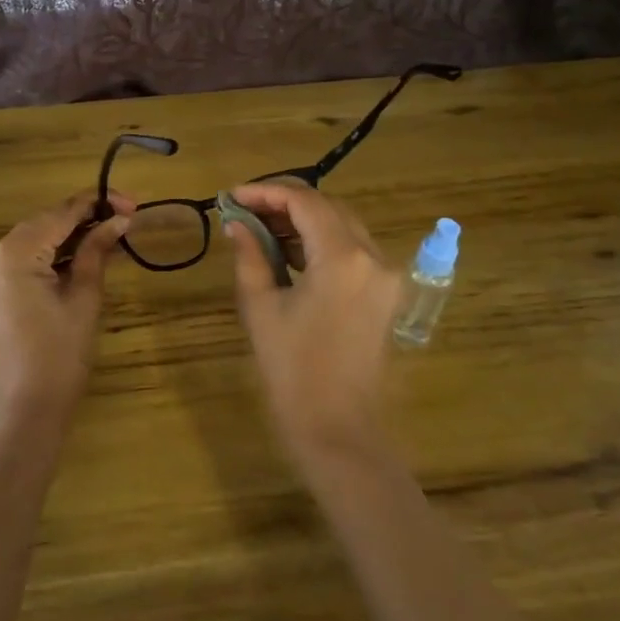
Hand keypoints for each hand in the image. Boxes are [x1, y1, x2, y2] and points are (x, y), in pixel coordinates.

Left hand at [0, 191, 133, 436]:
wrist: (30, 406)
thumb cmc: (62, 354)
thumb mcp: (85, 296)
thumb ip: (97, 250)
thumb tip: (120, 219)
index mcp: (12, 254)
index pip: (59, 214)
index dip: (97, 204)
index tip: (131, 202)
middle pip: (44, 222)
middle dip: (84, 218)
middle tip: (125, 217)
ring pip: (34, 238)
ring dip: (69, 234)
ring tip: (110, 232)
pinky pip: (22, 256)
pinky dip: (50, 252)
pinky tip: (81, 251)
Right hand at [224, 181, 403, 471]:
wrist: (338, 427)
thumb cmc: (292, 370)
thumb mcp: (261, 308)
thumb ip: (250, 256)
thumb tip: (236, 224)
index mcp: (342, 258)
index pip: (304, 202)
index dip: (266, 192)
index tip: (232, 196)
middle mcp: (373, 257)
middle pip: (328, 208)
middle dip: (284, 203)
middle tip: (244, 211)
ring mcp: (387, 275)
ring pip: (343, 225)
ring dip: (303, 221)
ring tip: (260, 228)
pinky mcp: (387, 292)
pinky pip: (353, 250)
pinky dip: (322, 242)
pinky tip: (289, 251)